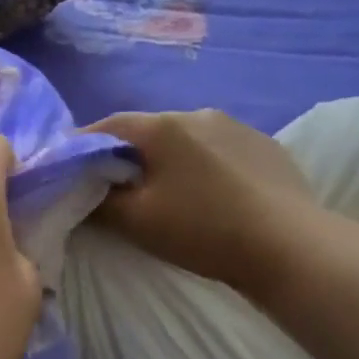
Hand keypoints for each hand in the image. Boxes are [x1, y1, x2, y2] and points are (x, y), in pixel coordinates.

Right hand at [82, 109, 320, 291]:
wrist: (290, 245)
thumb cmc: (203, 229)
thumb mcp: (137, 221)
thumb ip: (99, 201)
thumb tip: (80, 189)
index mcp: (162, 126)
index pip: (106, 126)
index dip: (82, 147)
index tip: (68, 169)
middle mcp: (198, 113)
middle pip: (147, 131)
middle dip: (126, 154)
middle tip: (116, 185)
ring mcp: (237, 126)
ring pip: (185, 139)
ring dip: (167, 158)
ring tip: (166, 190)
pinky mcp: (265, 146)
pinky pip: (218, 149)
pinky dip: (202, 165)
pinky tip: (211, 193)